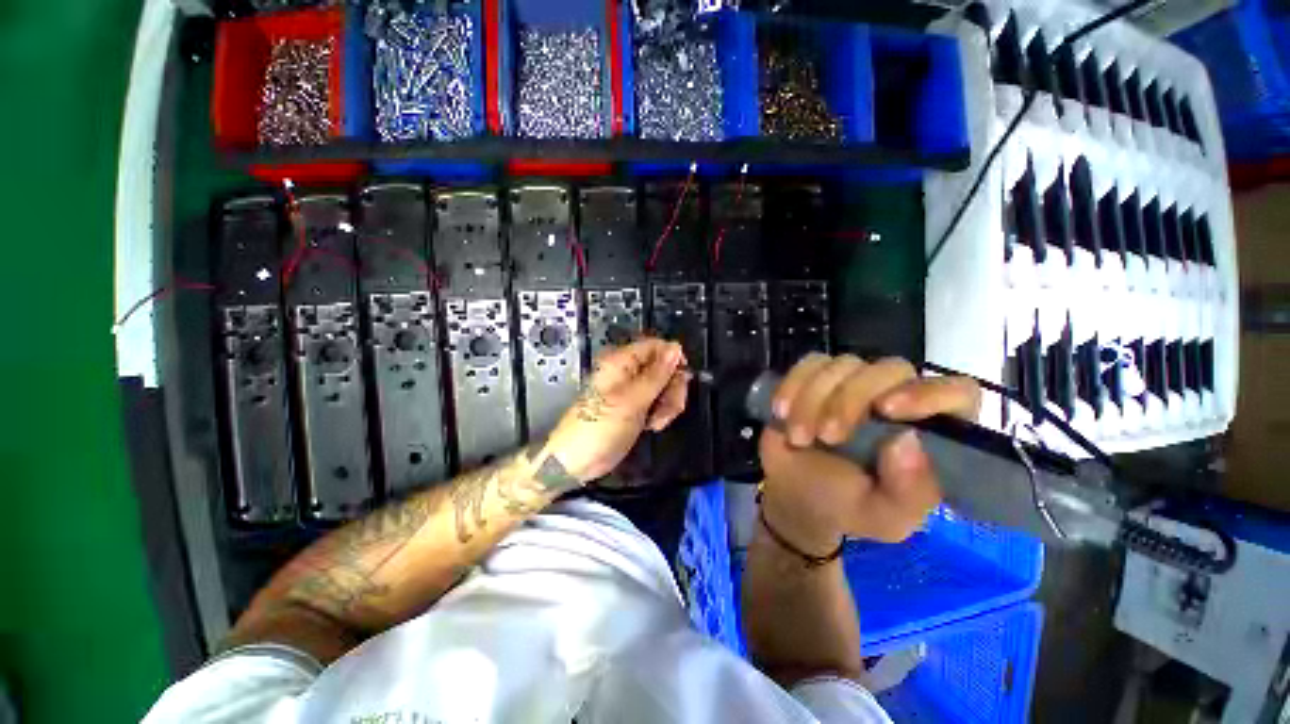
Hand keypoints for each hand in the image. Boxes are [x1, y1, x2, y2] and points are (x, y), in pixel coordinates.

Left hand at [545, 337, 689, 483]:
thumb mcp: (632, 399)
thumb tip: (675, 348)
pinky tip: (652, 425)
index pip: (657, 347)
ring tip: (657, 421)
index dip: (673, 359)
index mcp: (622, 361)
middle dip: (672, 387)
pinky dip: (661, 413)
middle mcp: (628, 372)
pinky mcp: (636, 407)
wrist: (578, 460)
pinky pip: (658, 402)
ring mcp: (633, 391)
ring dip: (668, 404)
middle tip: (669, 407)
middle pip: (665, 368)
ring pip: (665, 387)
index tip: (682, 378)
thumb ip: (657, 374)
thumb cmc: (599, 427)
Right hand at [759, 354, 980, 549]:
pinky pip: (809, 363)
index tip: (888, 411)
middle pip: (890, 369)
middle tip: (828, 436)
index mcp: (930, 432)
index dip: (929, 394)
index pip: (957, 394)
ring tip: (799, 437)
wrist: (794, 493)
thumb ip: (909, 492)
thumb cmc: (846, 506)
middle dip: (851, 400)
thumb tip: (908, 441)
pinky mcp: (818, 376)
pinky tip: (781, 412)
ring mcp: (855, 382)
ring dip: (813, 399)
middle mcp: (897, 398)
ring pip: (844, 364)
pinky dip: (793, 385)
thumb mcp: (884, 516)